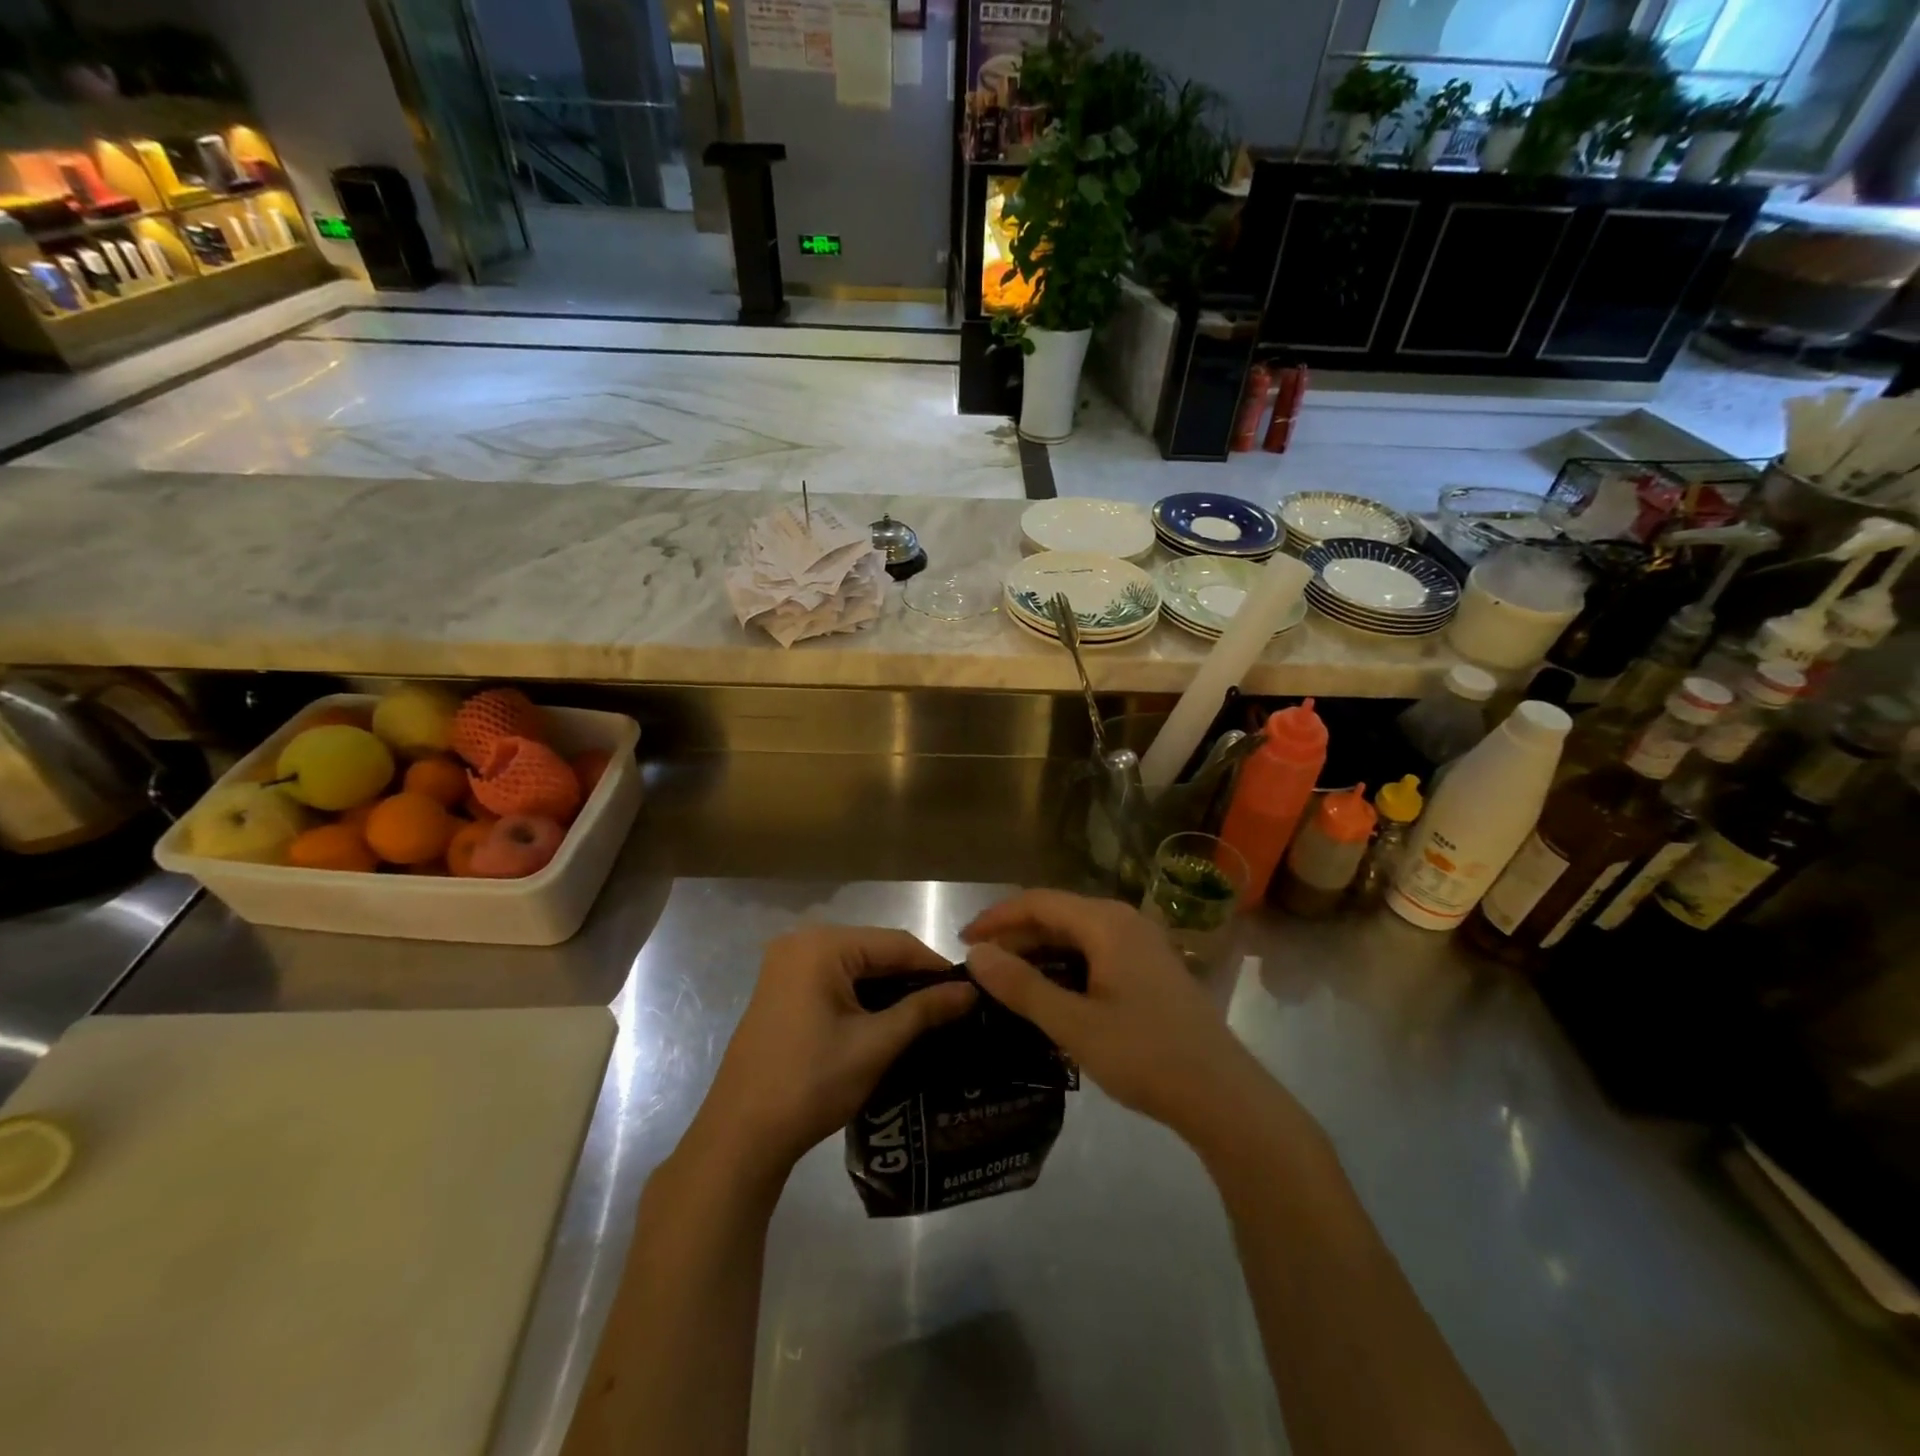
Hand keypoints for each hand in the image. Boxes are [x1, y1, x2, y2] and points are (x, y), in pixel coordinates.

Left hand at [688, 925, 977, 1187]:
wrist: (741, 1136)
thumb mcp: (875, 1045)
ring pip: (855, 966)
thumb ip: (924, 1010)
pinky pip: (834, 980)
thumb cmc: (811, 1084)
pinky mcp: (781, 989)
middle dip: (912, 977)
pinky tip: (888, 1019)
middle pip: (874, 950)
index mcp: (821, 945)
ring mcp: (786, 966)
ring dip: (889, 988)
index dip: (935, 966)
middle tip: (951, 1007)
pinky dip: (862, 996)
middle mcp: (801, 942)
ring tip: (928, 1015)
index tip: (969, 992)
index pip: (895, 943)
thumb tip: (971, 992)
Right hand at [962, 890, 1266, 1143]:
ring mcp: (1142, 943)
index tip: (962, 941)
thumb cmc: (1146, 1055)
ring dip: (1039, 951)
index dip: (996, 917)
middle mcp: (1125, 920)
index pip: (1038, 902)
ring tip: (1006, 980)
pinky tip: (1050, 992)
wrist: (1223, 1096)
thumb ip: (1022, 987)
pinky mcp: (1150, 967)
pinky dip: (1065, 964)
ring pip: (1077, 934)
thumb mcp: (1074, 1025)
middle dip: (1015, 935)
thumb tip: (975, 954)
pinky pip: (1096, 951)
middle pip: (1057, 913)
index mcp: (1106, 923)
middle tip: (979, 966)